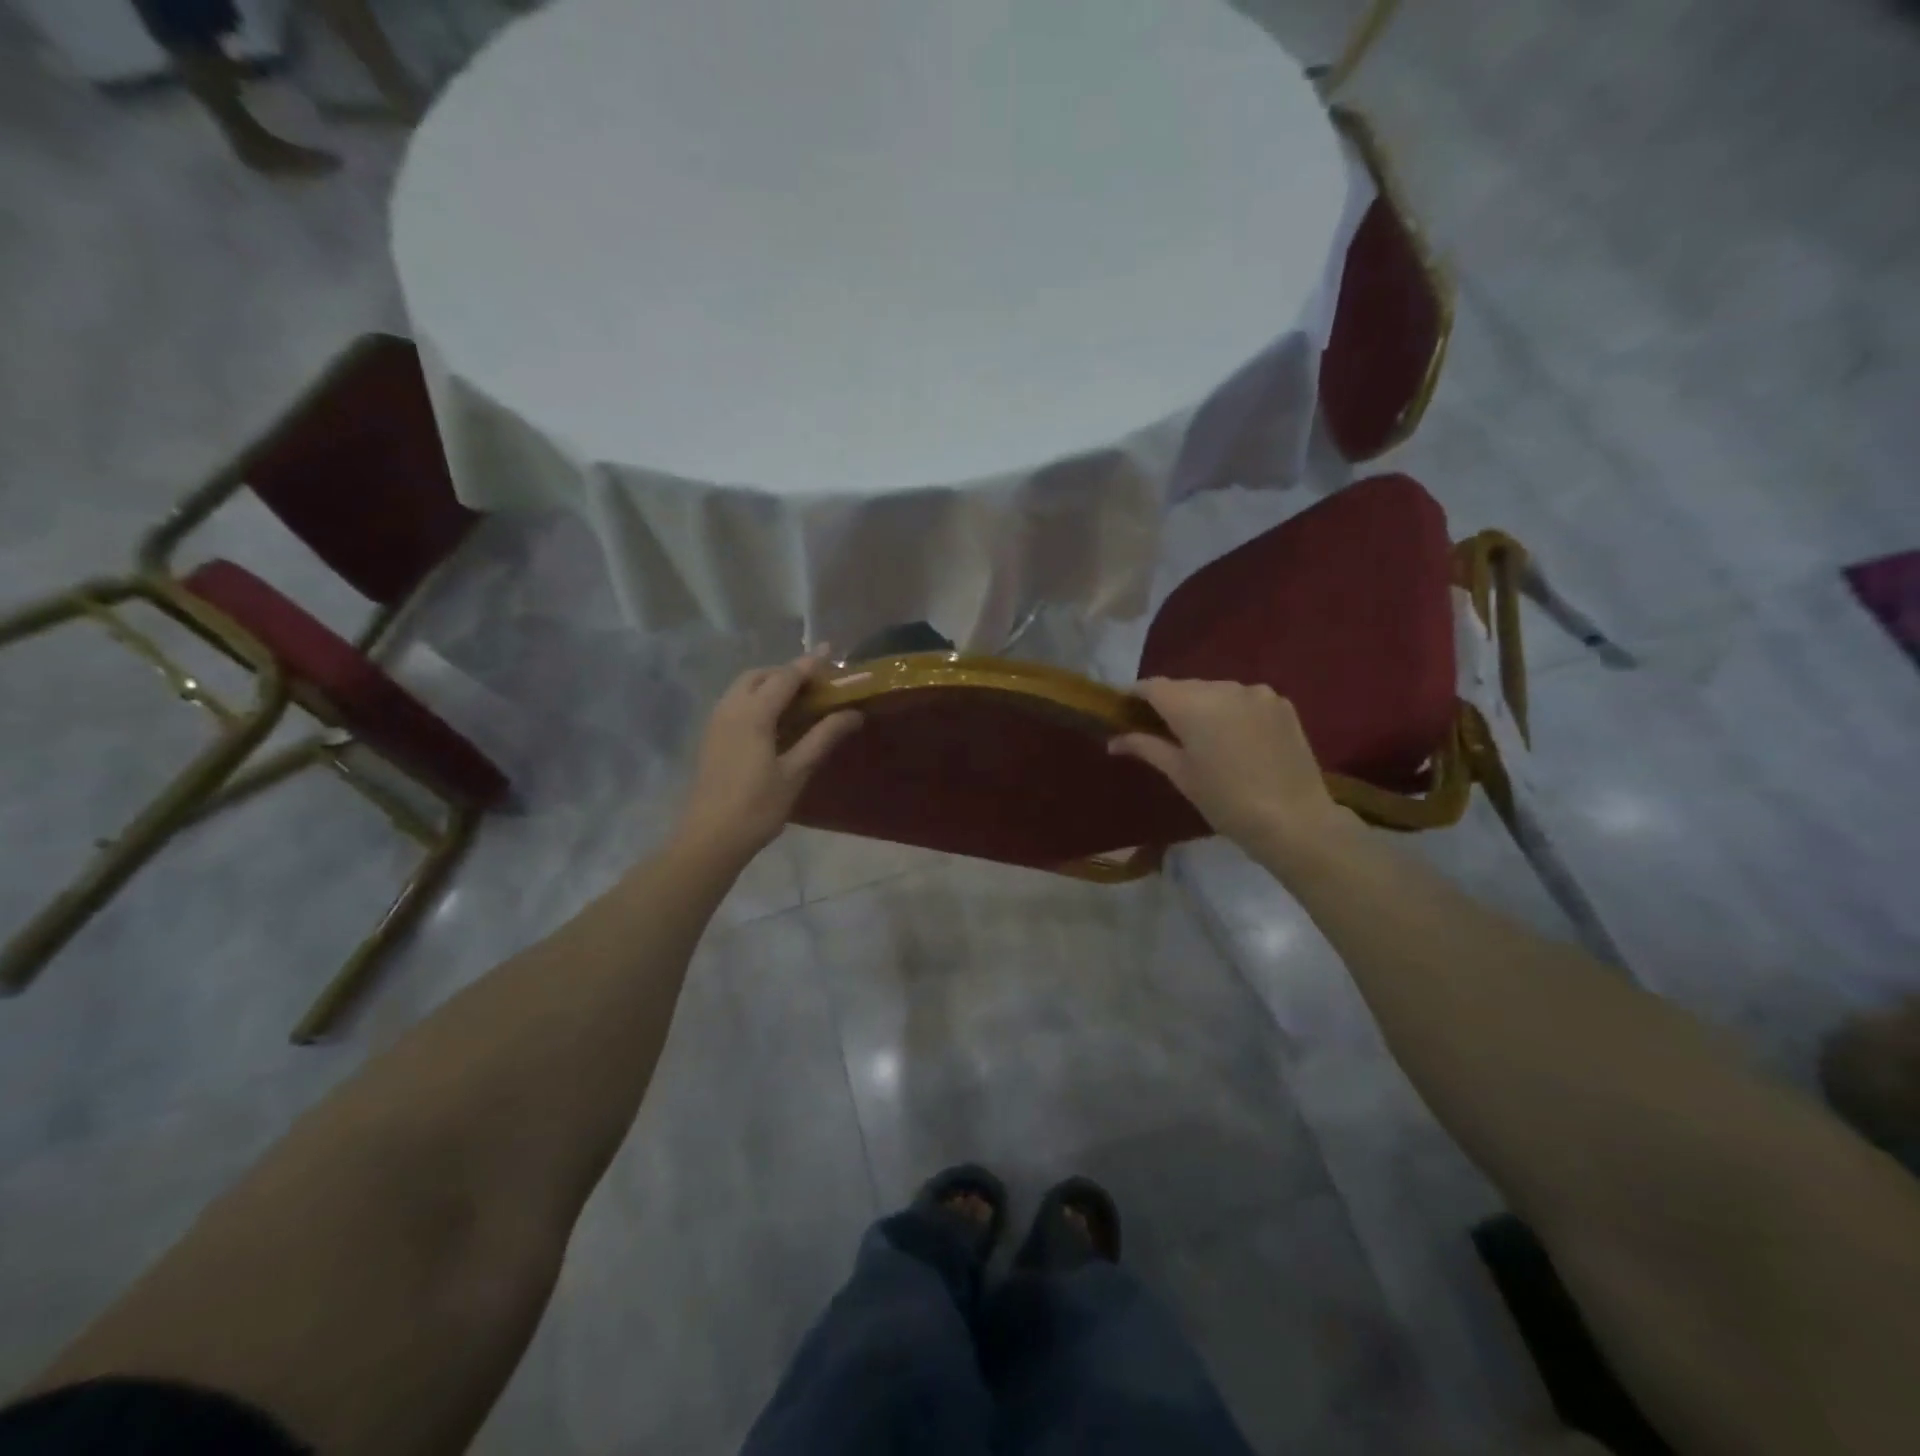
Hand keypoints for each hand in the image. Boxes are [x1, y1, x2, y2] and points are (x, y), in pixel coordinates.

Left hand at [675, 655, 861, 859]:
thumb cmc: (757, 806)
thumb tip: (853, 713)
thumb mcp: (796, 771)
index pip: (785, 677)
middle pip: (760, 675)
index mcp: (753, 713)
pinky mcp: (712, 737)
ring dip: (771, 684)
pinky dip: (757, 699)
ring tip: (800, 700)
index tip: (831, 652)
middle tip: (817, 684)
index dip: (810, 665)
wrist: (710, 838)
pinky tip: (776, 721)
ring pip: (744, 687)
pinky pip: (736, 703)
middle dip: (788, 672)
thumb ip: (824, 737)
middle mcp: (731, 708)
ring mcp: (717, 722)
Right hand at [1108, 678, 1354, 856]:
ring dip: (1202, 706)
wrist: (1294, 820)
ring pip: (1215, 691)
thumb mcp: (1180, 775)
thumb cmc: (1225, 801)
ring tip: (1201, 737)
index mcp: (1192, 705)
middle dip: (1170, 703)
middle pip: (1184, 687)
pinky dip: (1232, 711)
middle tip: (1160, 730)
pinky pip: (1244, 699)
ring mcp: (1256, 692)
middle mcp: (1223, 687)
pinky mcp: (1281, 703)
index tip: (1125, 711)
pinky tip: (1235, 738)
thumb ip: (1146, 747)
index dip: (1135, 695)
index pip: (1153, 686)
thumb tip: (1113, 740)